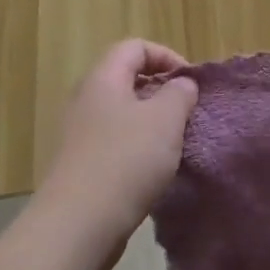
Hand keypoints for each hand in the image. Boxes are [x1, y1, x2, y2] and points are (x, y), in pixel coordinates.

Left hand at [36, 40, 197, 260]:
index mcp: (104, 79)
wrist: (79, 223)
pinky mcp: (80, 165)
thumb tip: (181, 84)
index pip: (134, 47)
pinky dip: (137, 148)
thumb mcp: (166, 119)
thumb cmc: (126, 159)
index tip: (190, 82)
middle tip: (185, 111)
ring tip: (174, 142)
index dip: (166, 56)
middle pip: (125, 79)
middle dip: (160, 90)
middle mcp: (86, 100)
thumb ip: (179, 93)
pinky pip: (114, 142)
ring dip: (150, 122)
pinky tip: (153, 170)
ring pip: (121, 113)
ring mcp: (79, 134)